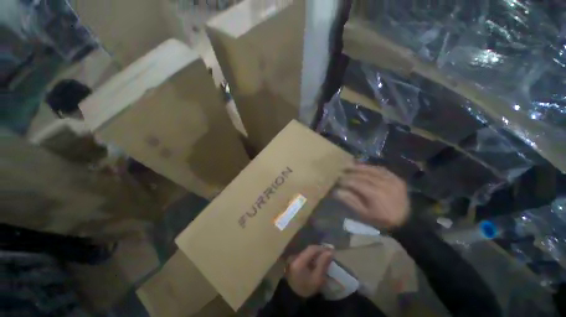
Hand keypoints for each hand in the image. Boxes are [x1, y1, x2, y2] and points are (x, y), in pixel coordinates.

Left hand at [285, 245, 332, 297]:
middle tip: (330, 251)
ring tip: (326, 254)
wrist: (293, 295)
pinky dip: (313, 255)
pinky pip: (306, 254)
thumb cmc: (306, 288)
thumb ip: (323, 264)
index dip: (322, 248)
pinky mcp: (296, 260)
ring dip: (317, 252)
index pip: (312, 249)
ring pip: (308, 251)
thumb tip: (330, 252)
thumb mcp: (317, 279)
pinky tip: (319, 258)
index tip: (331, 249)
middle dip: (320, 249)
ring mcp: (295, 257)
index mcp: (300, 261)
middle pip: (309, 249)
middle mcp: (296, 256)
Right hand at [335, 164, 409, 228]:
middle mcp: (383, 184)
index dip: (345, 180)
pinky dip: (370, 167)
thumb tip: (337, 191)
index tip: (337, 179)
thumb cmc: (382, 219)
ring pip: (372, 170)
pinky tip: (363, 166)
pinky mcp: (396, 178)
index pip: (356, 183)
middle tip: (341, 171)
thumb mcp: (364, 215)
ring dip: (359, 167)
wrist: (407, 220)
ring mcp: (391, 180)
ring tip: (349, 165)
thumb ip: (350, 201)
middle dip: (350, 172)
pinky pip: (381, 169)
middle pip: (363, 175)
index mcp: (375, 195)